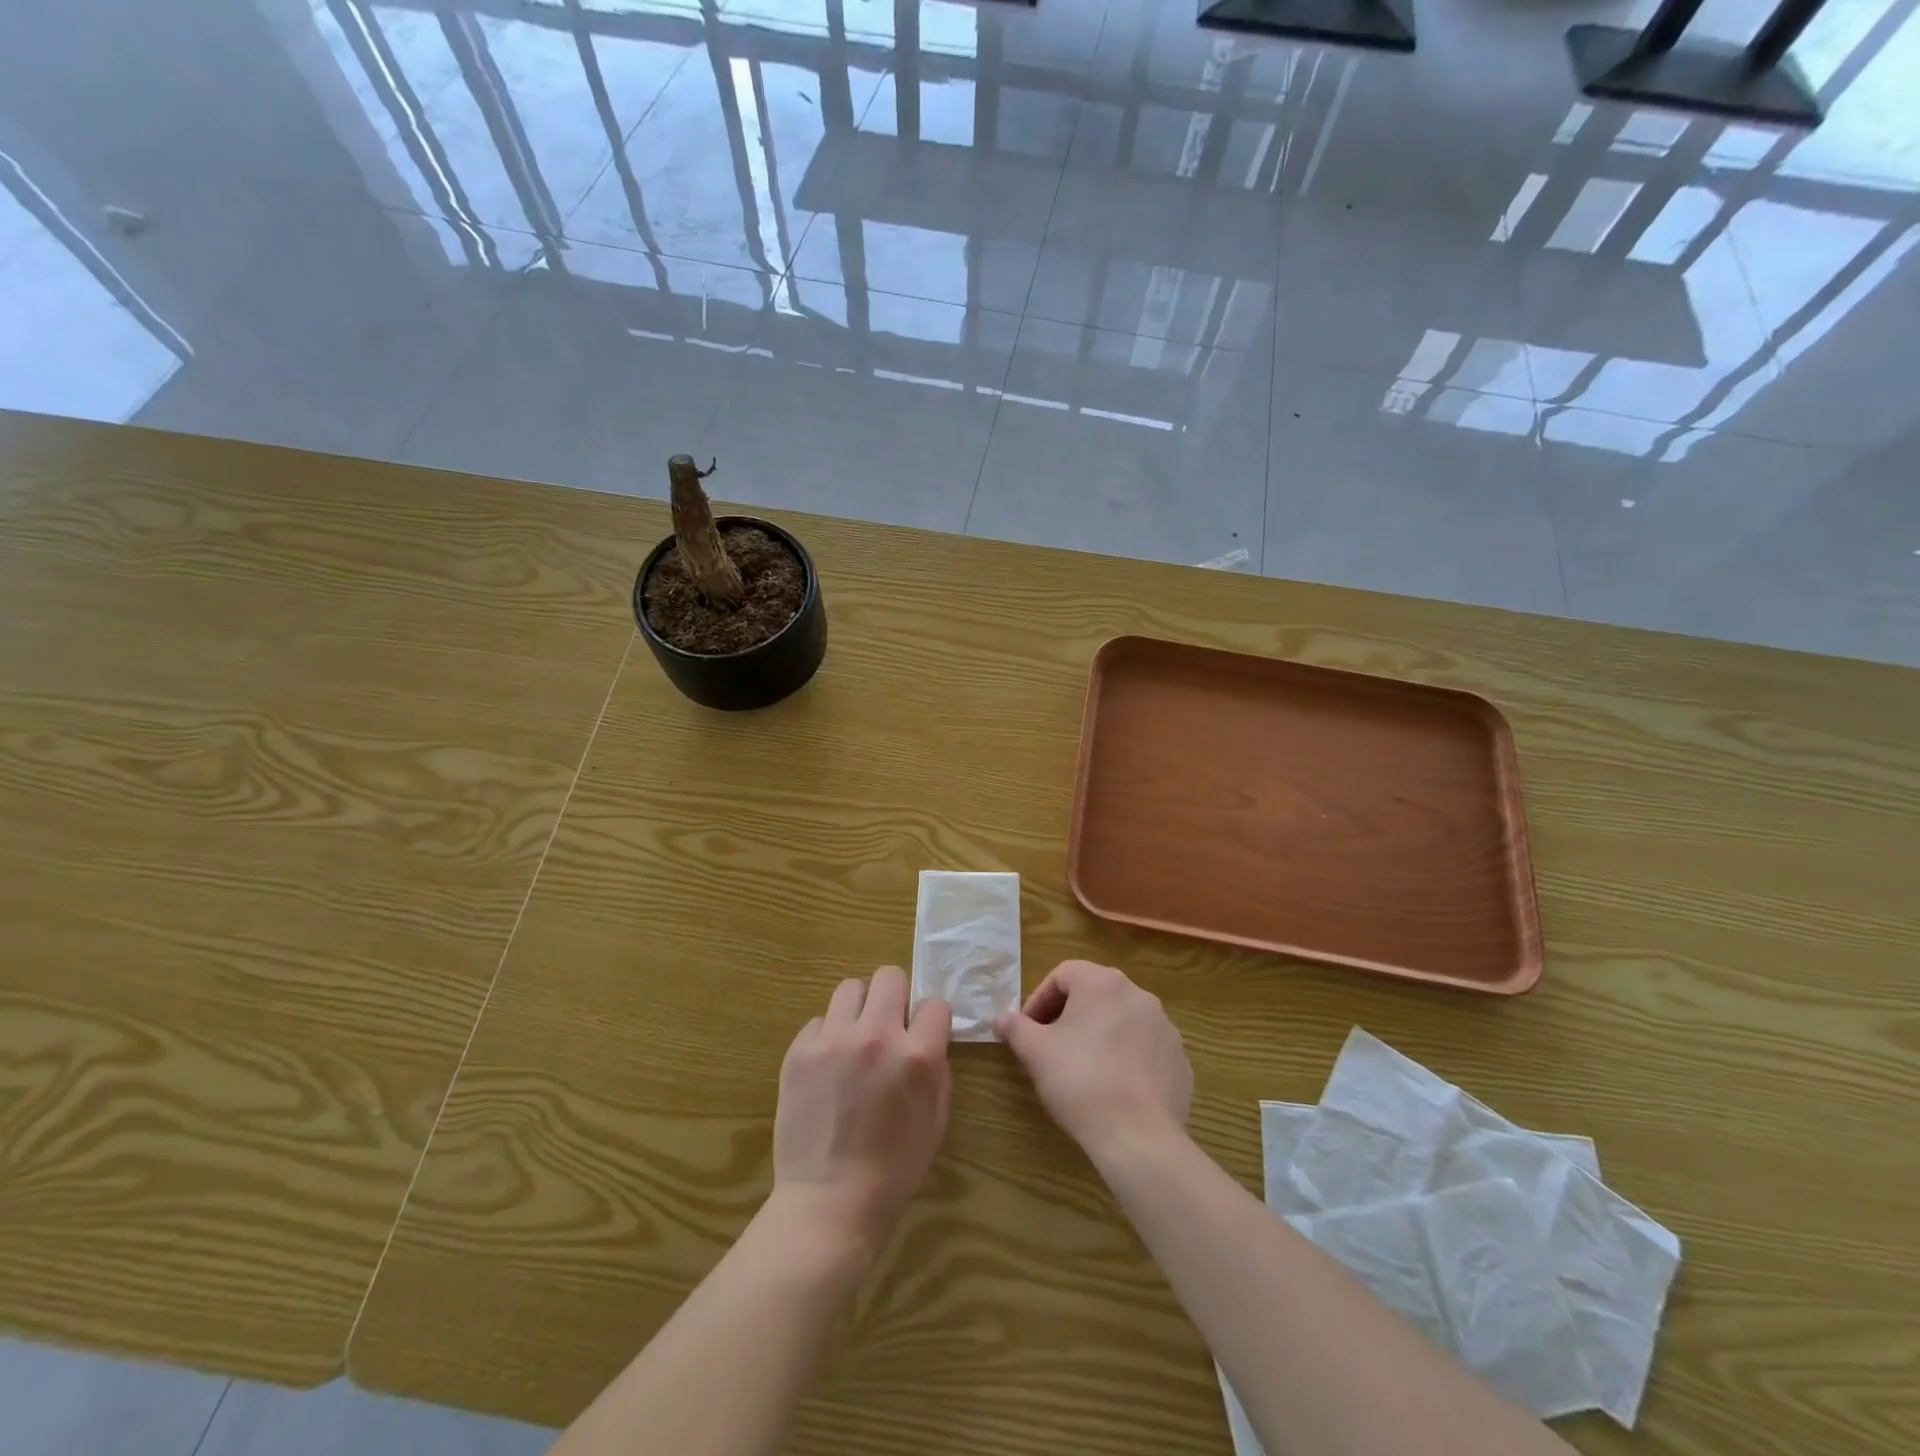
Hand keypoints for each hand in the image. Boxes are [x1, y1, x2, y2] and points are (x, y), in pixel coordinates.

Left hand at [771, 966, 951, 1251]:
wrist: (829, 1202)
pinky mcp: (799, 1051)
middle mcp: (876, 1036)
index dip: (931, 1020)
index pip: (934, 1003)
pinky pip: (819, 1021)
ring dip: (859, 1009)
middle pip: (889, 976)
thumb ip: (936, 1069)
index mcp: (917, 1055)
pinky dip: (827, 1037)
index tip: (923, 1035)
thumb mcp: (935, 1119)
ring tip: (855, 1040)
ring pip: (850, 988)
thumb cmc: (893, 1169)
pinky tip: (827, 1068)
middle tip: (889, 1026)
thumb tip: (928, 1038)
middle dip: (895, 997)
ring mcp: (833, 1040)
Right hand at [995, 959, 1191, 1163]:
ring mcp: (1165, 1028)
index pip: (1063, 974)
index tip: (1028, 1029)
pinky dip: (1127, 1059)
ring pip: (1122, 1021)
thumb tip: (999, 1018)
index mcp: (1103, 983)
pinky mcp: (1180, 1061)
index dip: (1039, 999)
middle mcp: (1139, 995)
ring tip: (1082, 1068)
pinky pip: (1146, 1050)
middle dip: (1068, 1016)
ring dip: (1099, 1035)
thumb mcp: (1035, 1052)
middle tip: (1050, 1047)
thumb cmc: (1080, 1081)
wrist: (1137, 1136)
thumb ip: (1015, 1028)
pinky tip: (1114, 1088)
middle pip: (1094, 994)